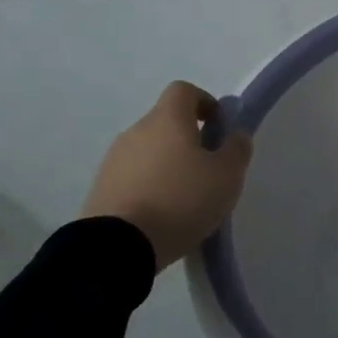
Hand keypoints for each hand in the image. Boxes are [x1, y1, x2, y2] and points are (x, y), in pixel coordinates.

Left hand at [82, 82, 252, 270]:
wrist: (117, 247)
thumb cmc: (181, 200)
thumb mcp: (227, 175)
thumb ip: (237, 149)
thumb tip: (235, 135)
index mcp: (167, 119)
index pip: (184, 90)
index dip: (205, 103)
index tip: (219, 128)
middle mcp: (136, 131)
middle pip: (166, 122)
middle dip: (188, 139)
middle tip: (208, 170)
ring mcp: (113, 160)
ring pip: (148, 151)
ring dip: (167, 164)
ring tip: (185, 198)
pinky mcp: (100, 189)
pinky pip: (132, 177)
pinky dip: (149, 186)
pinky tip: (161, 215)